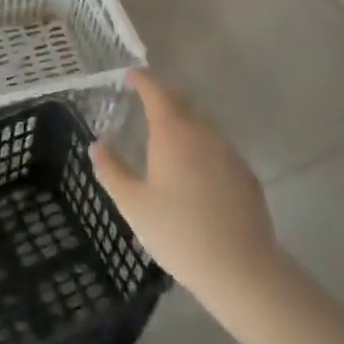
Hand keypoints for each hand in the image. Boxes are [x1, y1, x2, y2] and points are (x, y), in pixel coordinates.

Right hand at [90, 70, 281, 308]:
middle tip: (144, 103)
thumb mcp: (133, 204)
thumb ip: (112, 170)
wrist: (241, 269)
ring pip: (202, 126)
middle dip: (163, 98)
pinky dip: (201, 147)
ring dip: (183, 123)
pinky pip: (218, 148)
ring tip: (166, 137)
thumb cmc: (178, 233)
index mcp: (173, 133)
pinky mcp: (246, 175)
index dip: (143, 80)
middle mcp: (204, 134)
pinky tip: (194, 171)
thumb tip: (98, 145)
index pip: (157, 92)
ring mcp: (229, 153)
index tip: (132, 74)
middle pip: (182, 104)